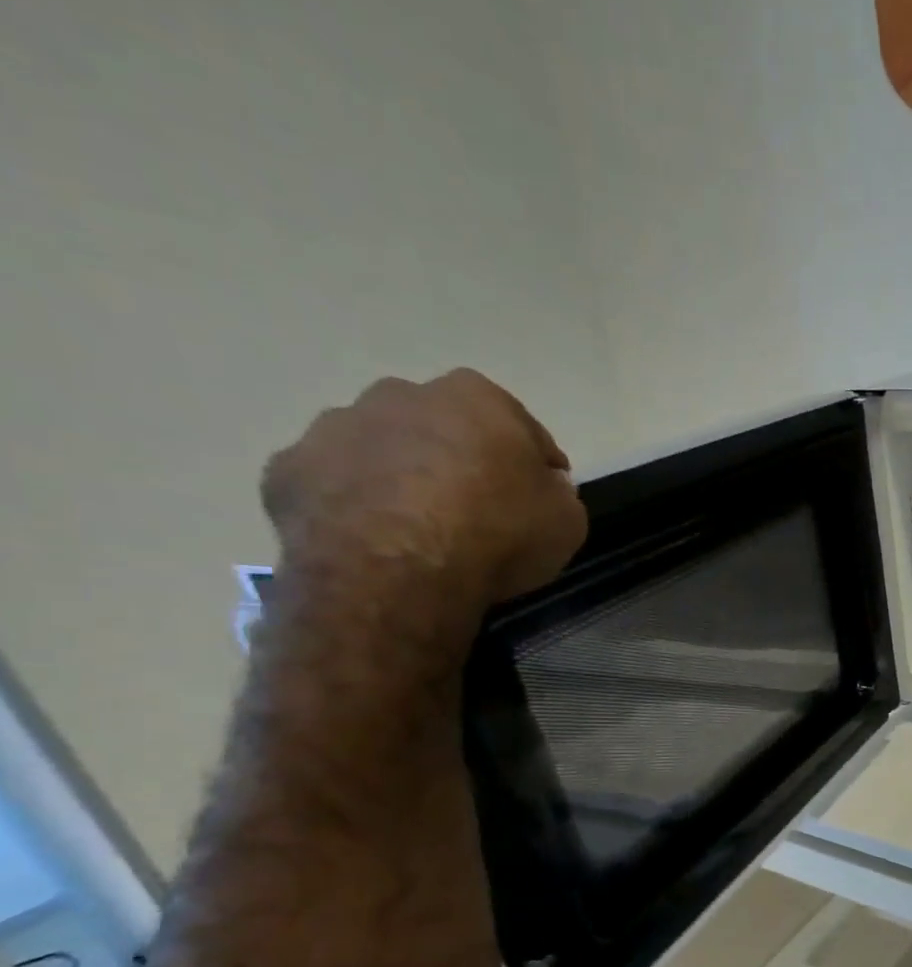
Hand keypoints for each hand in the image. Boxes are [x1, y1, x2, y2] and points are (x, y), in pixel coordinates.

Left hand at [262, 370, 585, 635]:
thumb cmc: (498, 535)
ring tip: (420, 529)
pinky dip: (354, 505)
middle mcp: (400, 395)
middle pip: (441, 426)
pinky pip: (334, 484)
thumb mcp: (567, 522)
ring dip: (400, 476)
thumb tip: (542, 487)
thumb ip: (556, 494)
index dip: (534, 462)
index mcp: (476, 399)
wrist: (398, 571)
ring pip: (380, 448)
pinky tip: (375, 541)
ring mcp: (335, 427)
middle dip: (458, 457)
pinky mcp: (288, 469)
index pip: (520, 426)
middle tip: (477, 509)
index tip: (542, 494)